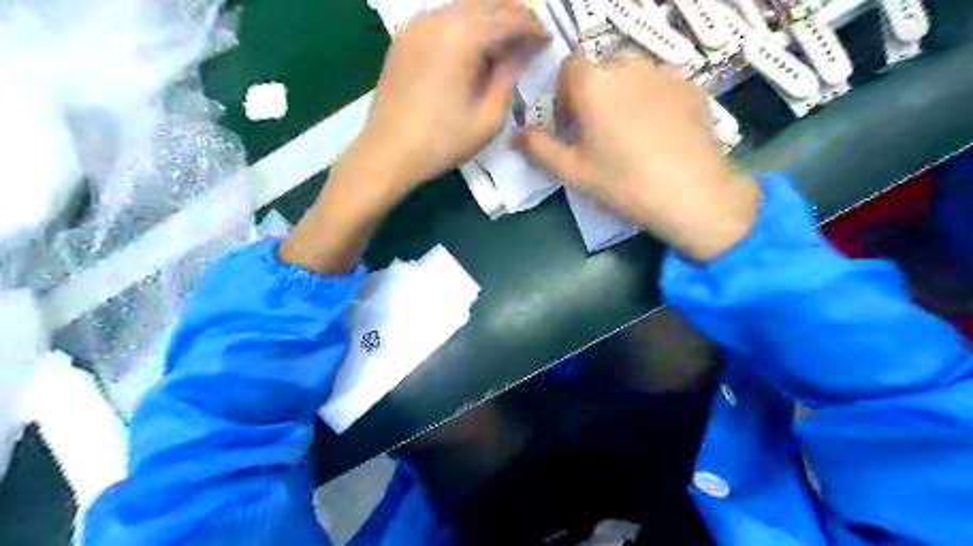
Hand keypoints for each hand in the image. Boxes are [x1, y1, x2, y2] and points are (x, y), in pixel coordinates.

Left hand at [355, 0, 549, 187]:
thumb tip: (520, 52)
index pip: (508, 18)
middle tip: (531, 33)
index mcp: (461, 37)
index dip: (533, 26)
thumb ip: (507, 77)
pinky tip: (473, 44)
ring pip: (463, 6)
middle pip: (485, 1)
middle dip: (513, 13)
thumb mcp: (487, 118)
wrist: (388, 152)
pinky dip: (465, 23)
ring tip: (506, 39)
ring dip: (489, 16)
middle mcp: (438, 19)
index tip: (547, 39)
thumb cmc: (442, 142)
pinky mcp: (405, 37)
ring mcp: (417, 25)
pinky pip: (443, 17)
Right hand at [517, 54, 759, 262]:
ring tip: (631, 134)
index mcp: (594, 83)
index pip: (570, 67)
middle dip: (594, 95)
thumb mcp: (573, 171)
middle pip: (602, 70)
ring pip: (633, 76)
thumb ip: (539, 148)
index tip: (570, 124)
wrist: (691, 193)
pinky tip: (660, 134)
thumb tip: (516, 135)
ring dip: (623, 96)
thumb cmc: (623, 182)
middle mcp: (629, 66)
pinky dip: (652, 101)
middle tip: (598, 134)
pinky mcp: (692, 86)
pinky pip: (661, 85)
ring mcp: (665, 73)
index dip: (565, 93)